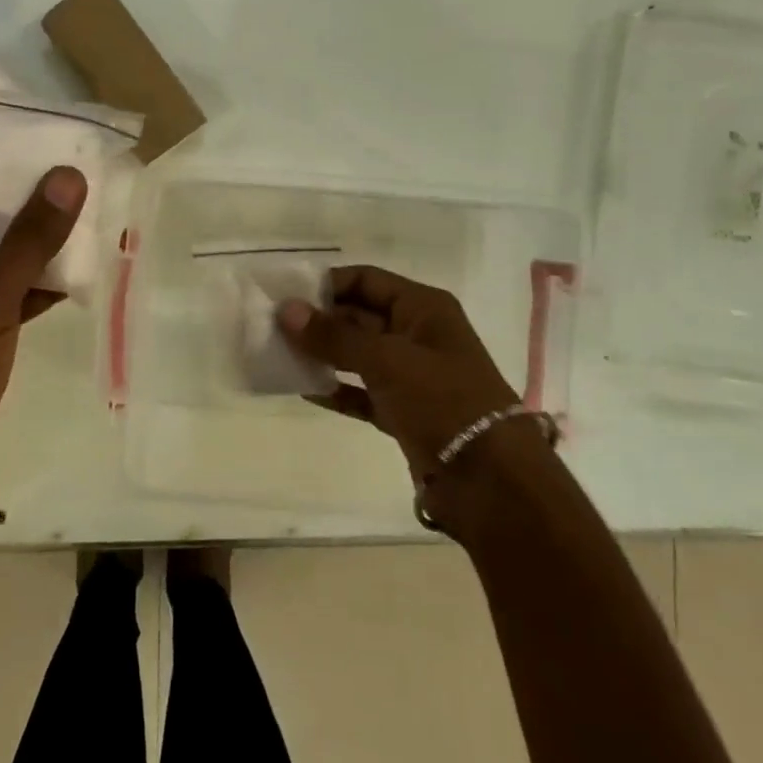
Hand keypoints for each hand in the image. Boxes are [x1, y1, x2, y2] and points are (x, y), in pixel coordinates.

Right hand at [278, 266, 518, 479]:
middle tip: (271, 326)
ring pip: (357, 354)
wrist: (491, 482)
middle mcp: (417, 334)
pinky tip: (302, 389)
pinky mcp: (404, 412)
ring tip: (278, 354)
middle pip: (359, 316)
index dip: (326, 283)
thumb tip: (285, 310)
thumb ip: (333, 335)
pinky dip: (336, 389)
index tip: (285, 293)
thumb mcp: (386, 359)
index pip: (366, 280)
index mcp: (423, 308)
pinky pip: (361, 392)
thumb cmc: (442, 400)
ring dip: (322, 354)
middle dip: (319, 320)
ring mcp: (411, 375)